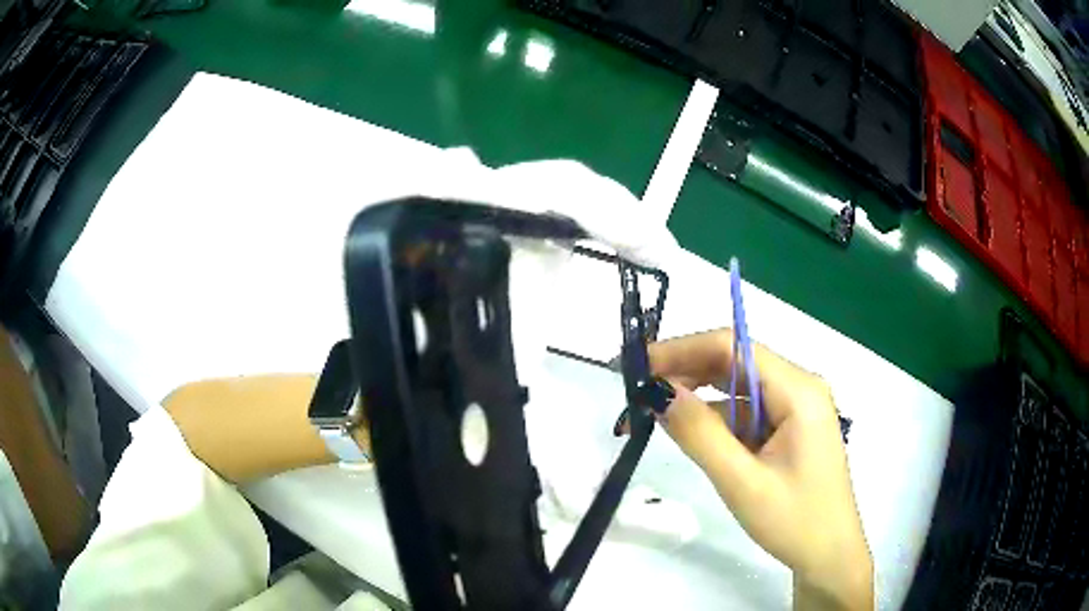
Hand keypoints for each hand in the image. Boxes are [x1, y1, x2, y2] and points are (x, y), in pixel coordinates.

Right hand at [648, 329, 872, 610]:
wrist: (830, 556)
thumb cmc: (794, 522)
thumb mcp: (742, 482)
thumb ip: (701, 435)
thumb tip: (659, 391)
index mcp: (799, 391)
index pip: (734, 348)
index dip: (683, 349)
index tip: (638, 365)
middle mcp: (800, 388)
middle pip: (736, 362)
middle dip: (687, 371)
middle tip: (638, 390)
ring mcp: (797, 409)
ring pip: (740, 388)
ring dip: (699, 396)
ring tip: (655, 410)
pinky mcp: (791, 430)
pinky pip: (748, 412)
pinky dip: (717, 418)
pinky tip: (692, 432)